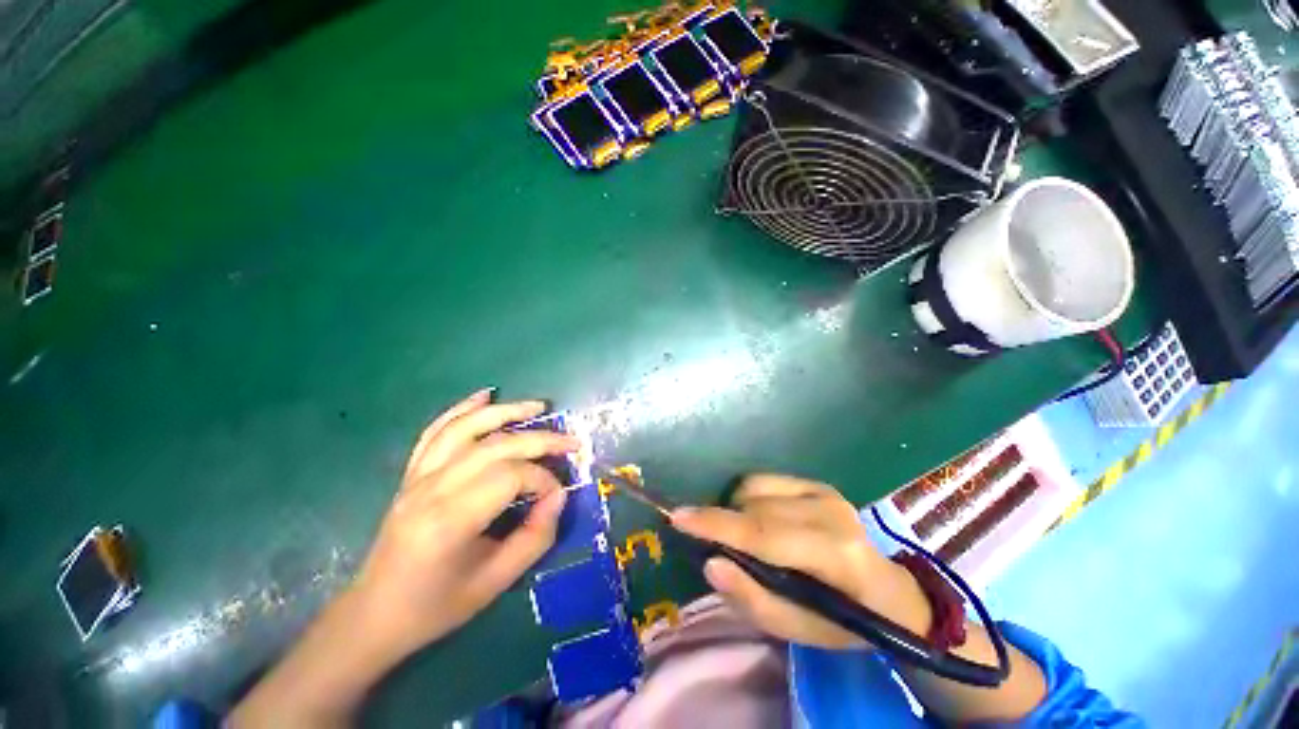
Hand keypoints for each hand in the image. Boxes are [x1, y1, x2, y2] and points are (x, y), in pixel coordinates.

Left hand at [349, 389, 579, 660]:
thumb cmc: (436, 607)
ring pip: (466, 428)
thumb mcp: (496, 582)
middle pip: (496, 446)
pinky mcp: (411, 474)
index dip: (543, 480)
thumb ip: (536, 537)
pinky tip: (485, 396)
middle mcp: (431, 489)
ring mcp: (417, 477)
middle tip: (571, 441)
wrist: (374, 615)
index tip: (558, 496)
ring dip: (506, 412)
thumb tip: (559, 497)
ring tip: (538, 406)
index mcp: (450, 521)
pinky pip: (436, 431)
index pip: (510, 476)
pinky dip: (462, 409)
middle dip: (540, 439)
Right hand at [671, 474, 931, 648]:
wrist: (889, 592)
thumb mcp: (799, 632)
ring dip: (737, 510)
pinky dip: (749, 498)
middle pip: (754, 507)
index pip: (763, 534)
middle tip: (716, 547)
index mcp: (835, 554)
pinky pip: (763, 480)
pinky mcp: (817, 483)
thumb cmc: (844, 622)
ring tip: (746, 539)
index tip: (677, 517)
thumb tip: (710, 563)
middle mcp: (830, 511)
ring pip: (753, 488)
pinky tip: (760, 520)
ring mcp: (824, 491)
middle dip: (724, 523)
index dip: (716, 525)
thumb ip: (752, 599)